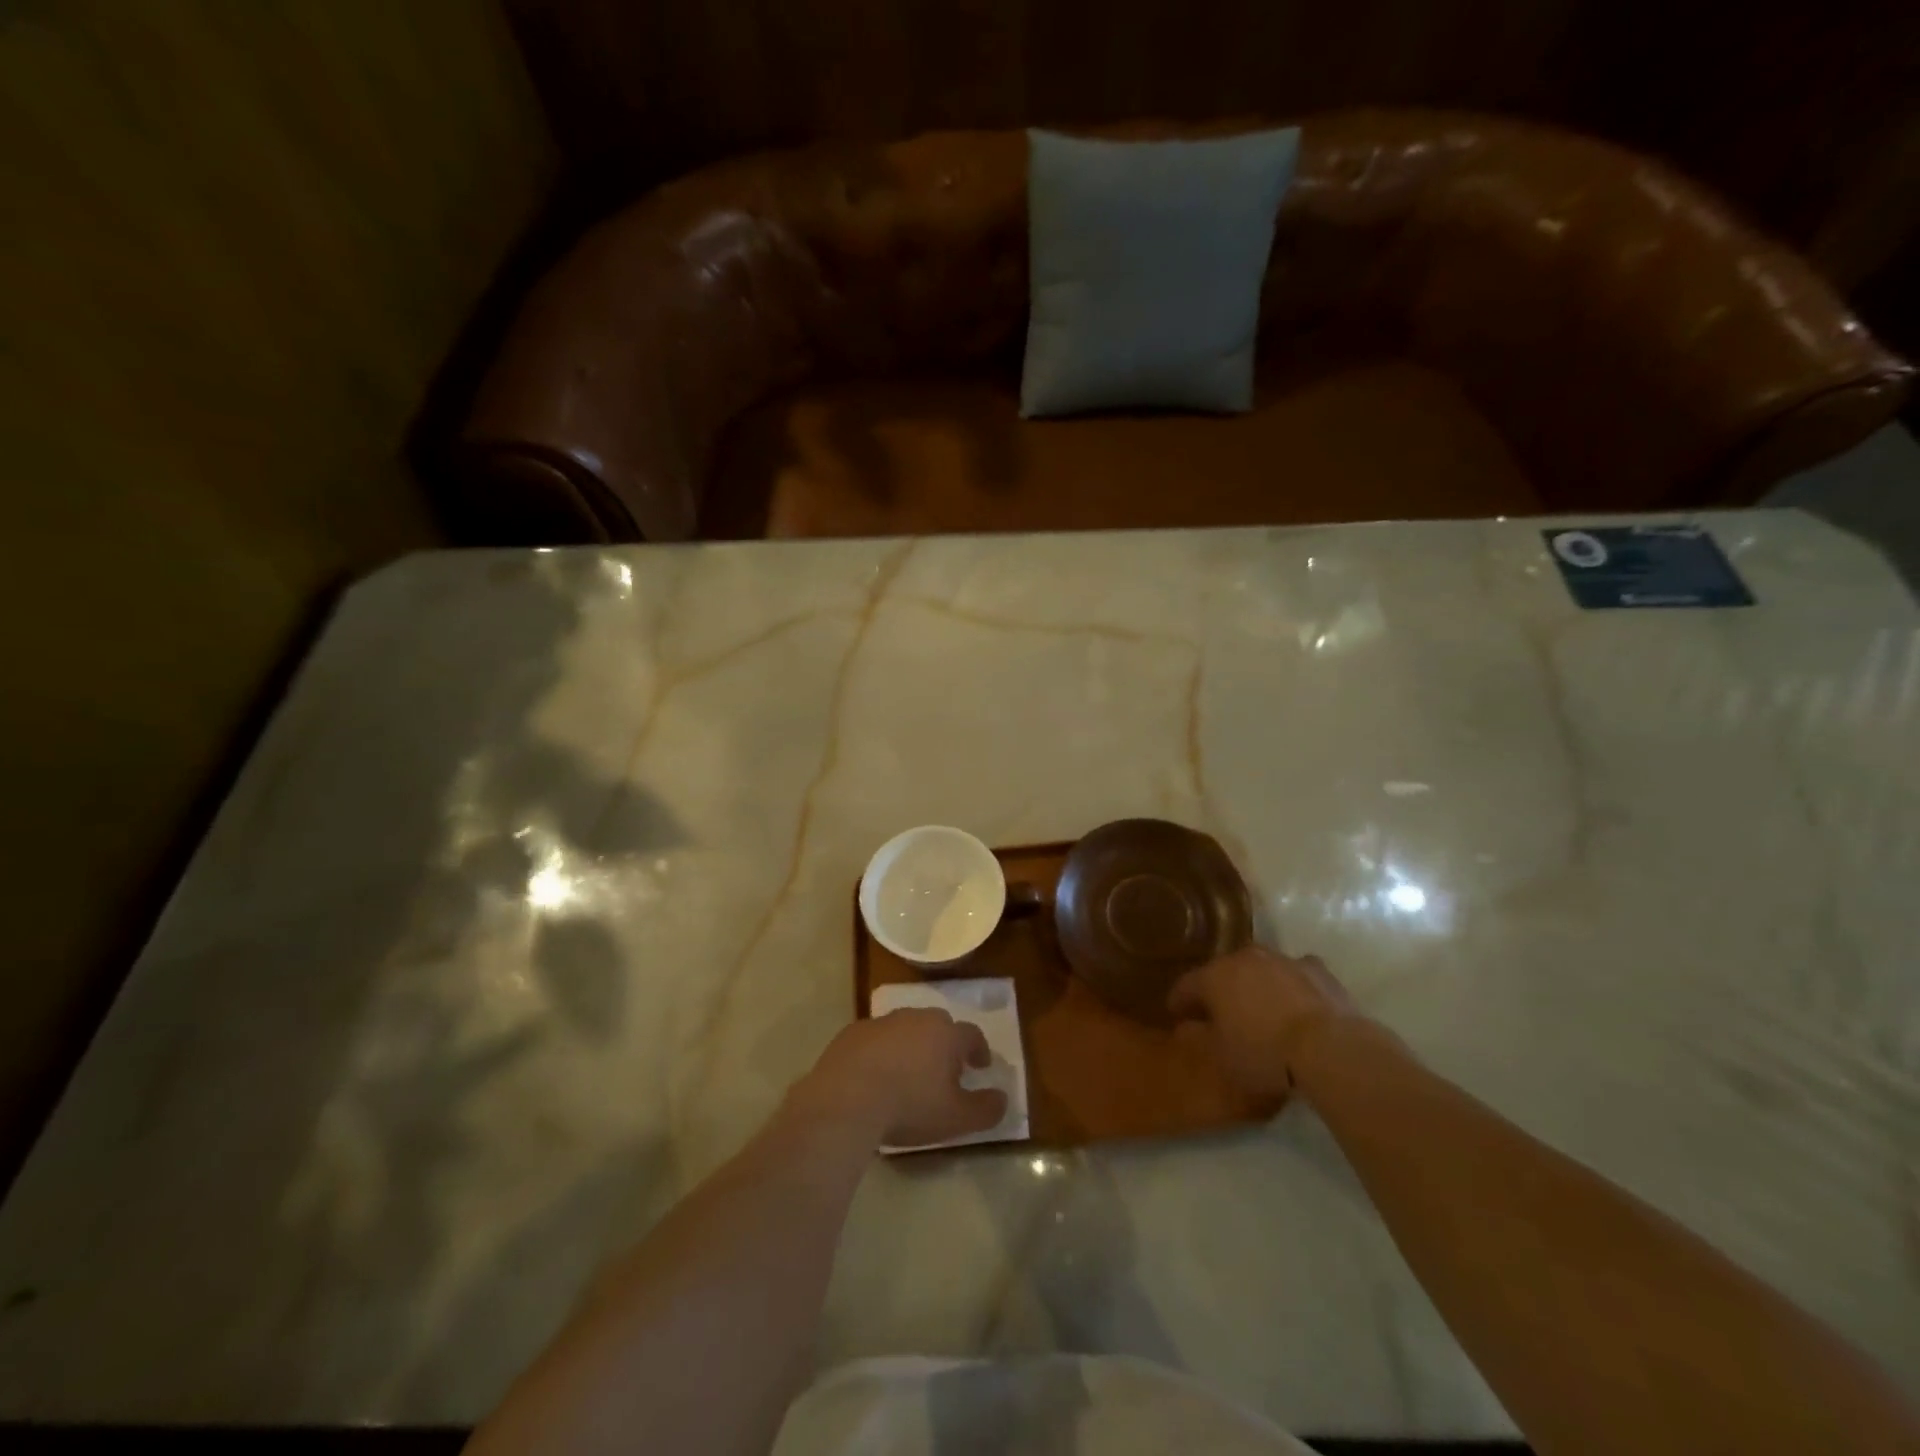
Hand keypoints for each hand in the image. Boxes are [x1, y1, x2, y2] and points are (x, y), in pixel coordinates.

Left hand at [790, 1009, 1007, 1147]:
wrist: (846, 1099)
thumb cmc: (909, 1106)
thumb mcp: (956, 1118)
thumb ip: (986, 1109)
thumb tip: (1003, 1099)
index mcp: (945, 1034)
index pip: (971, 1034)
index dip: (979, 1050)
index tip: (980, 1065)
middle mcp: (915, 1019)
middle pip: (938, 1024)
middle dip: (945, 1042)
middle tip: (945, 1068)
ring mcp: (881, 1022)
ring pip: (905, 1028)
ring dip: (911, 1044)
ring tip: (909, 1072)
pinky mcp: (852, 1033)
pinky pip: (875, 1038)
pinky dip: (881, 1051)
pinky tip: (875, 1075)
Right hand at [1168, 945, 1358, 1098]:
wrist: (1329, 1048)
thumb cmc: (1265, 1053)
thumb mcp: (1222, 1056)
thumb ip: (1201, 1036)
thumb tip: (1190, 1026)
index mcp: (1214, 977)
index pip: (1186, 985)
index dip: (1179, 1001)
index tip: (1176, 1014)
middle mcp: (1243, 959)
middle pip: (1223, 971)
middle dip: (1219, 989)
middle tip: (1219, 1011)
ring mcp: (1281, 959)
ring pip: (1259, 969)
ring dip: (1255, 984)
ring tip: (1260, 1008)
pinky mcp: (1316, 969)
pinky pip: (1295, 974)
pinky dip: (1291, 985)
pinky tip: (1297, 1004)